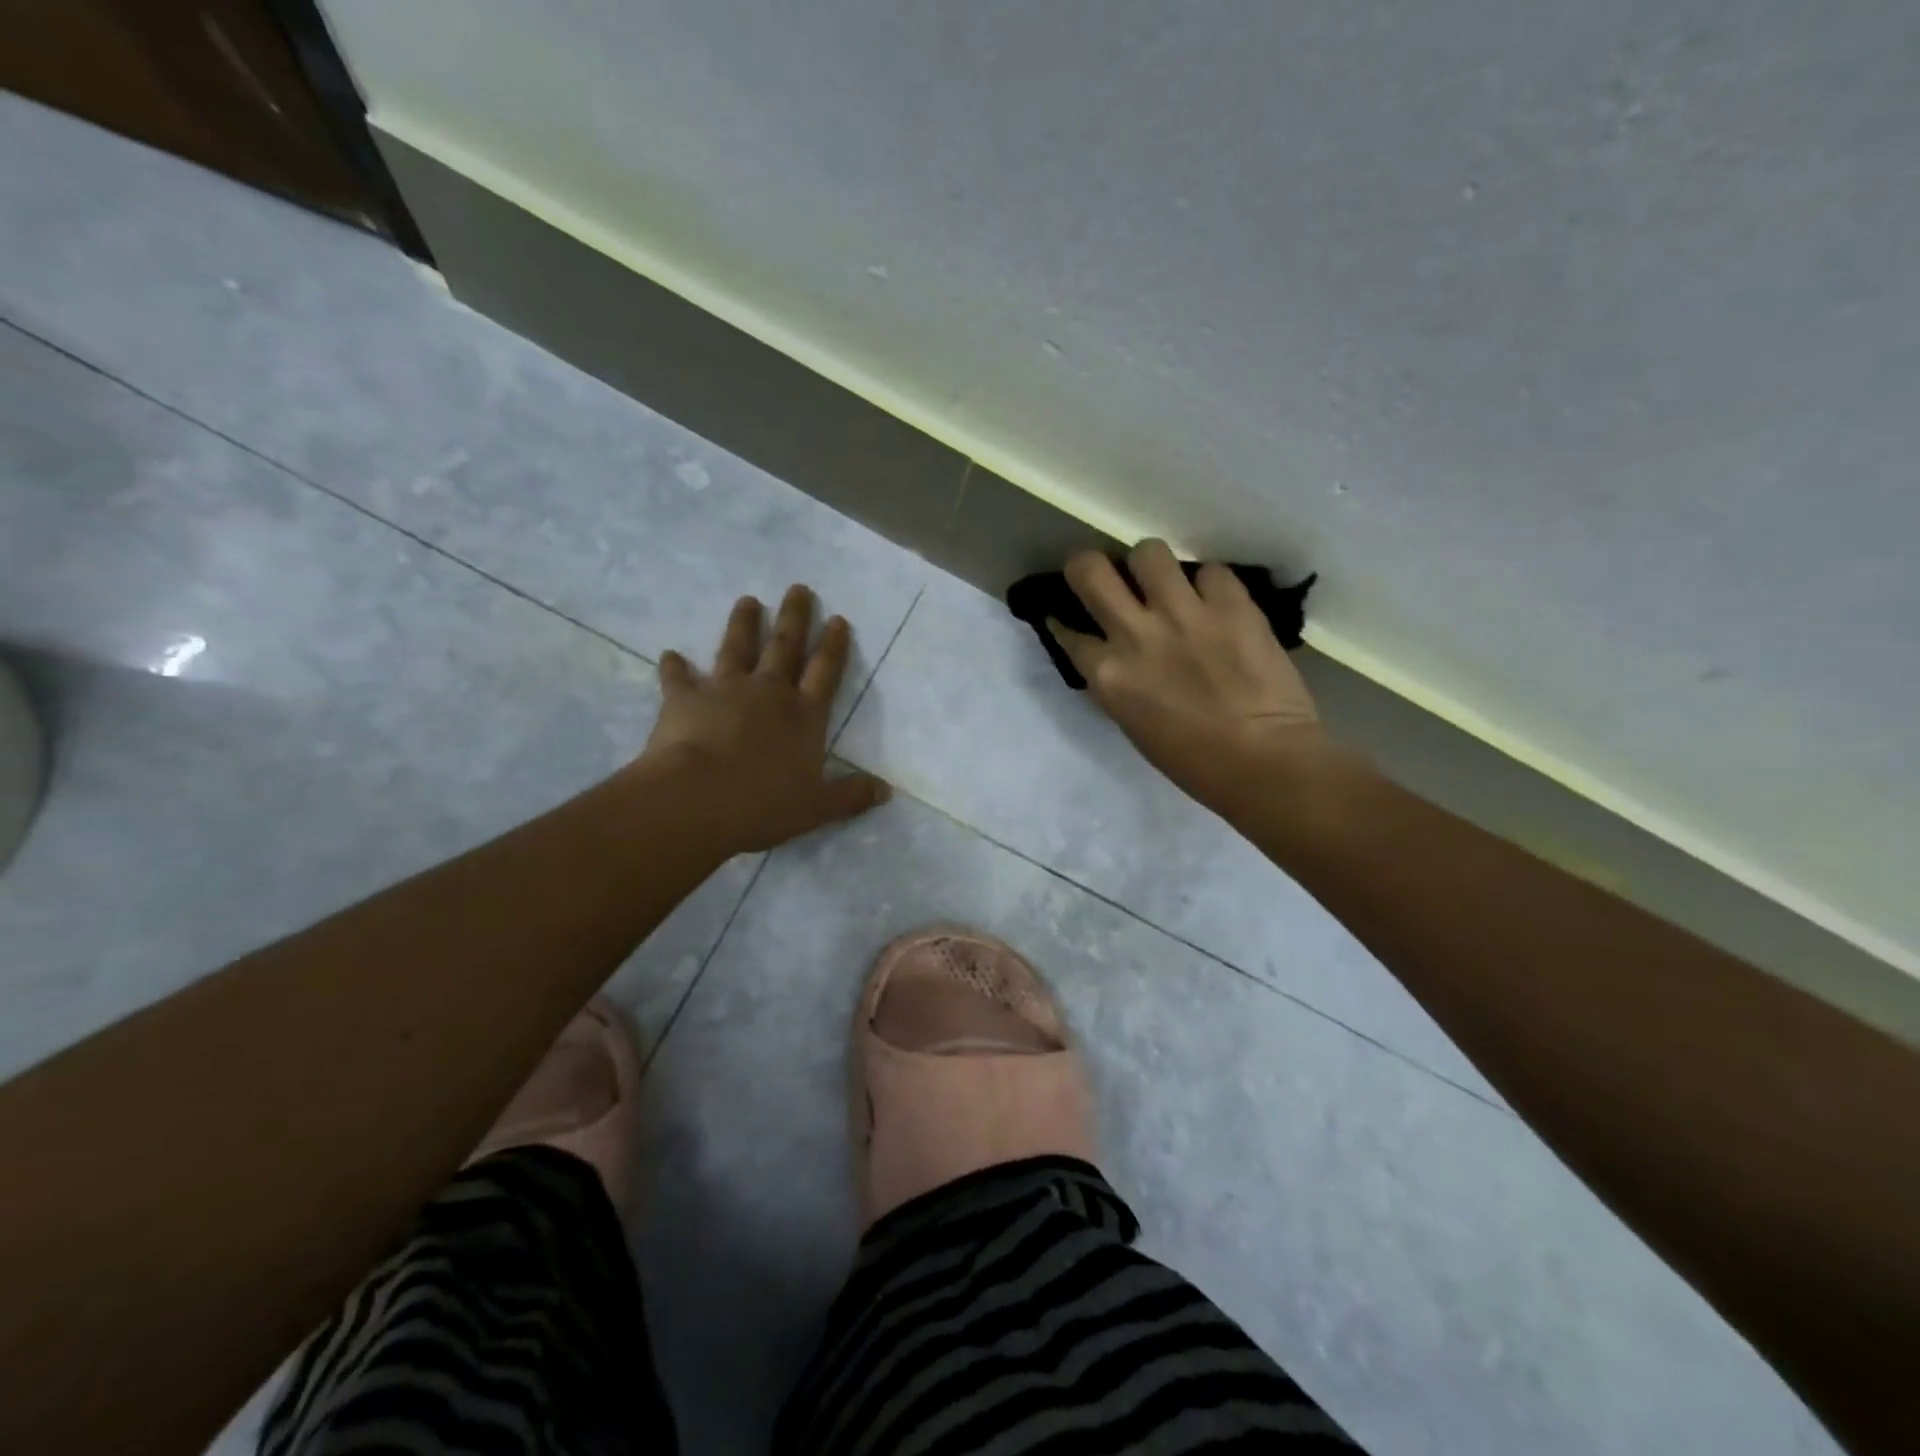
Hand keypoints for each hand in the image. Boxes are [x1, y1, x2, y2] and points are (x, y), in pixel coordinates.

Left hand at [639, 585, 889, 853]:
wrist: (698, 799)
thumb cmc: (764, 804)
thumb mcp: (817, 806)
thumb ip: (851, 795)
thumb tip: (885, 791)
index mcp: (804, 715)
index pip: (825, 672)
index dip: (833, 646)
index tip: (838, 619)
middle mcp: (768, 692)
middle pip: (785, 647)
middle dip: (795, 617)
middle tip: (798, 588)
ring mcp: (725, 690)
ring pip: (737, 648)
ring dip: (743, 624)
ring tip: (747, 601)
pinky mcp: (684, 699)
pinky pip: (678, 677)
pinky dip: (674, 666)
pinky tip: (669, 654)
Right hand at [1048, 541, 1342, 819]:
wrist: (1265, 763)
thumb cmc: (1193, 762)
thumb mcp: (1133, 724)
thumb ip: (1117, 682)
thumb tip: (1113, 654)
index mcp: (1108, 675)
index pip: (1068, 631)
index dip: (1066, 621)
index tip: (1072, 618)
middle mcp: (1135, 634)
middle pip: (1089, 569)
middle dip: (1089, 567)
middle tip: (1107, 579)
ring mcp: (1184, 613)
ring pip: (1148, 552)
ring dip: (1151, 566)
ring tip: (1166, 583)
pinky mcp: (1231, 603)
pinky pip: (1210, 571)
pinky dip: (1210, 585)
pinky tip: (1217, 604)